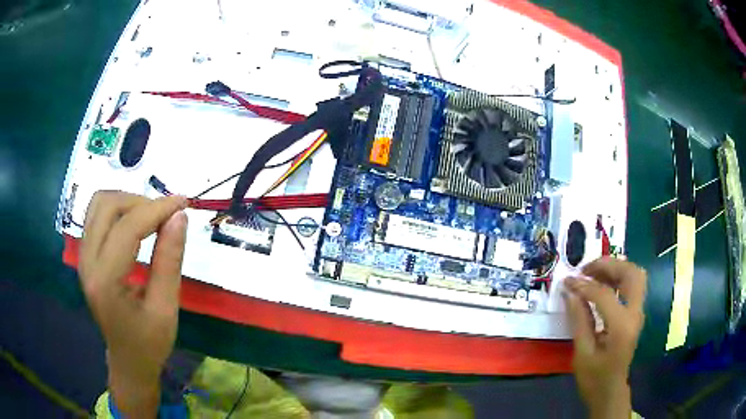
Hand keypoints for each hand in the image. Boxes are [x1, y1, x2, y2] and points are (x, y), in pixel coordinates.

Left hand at [78, 191, 187, 417]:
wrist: (128, 361)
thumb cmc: (149, 343)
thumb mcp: (166, 308)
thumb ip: (169, 260)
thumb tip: (180, 216)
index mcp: (105, 282)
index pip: (127, 228)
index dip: (156, 209)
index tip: (183, 203)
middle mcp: (87, 262)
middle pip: (106, 206)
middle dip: (139, 202)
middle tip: (166, 215)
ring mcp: (82, 257)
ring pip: (98, 204)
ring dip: (127, 202)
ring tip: (151, 217)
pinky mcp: (85, 256)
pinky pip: (96, 216)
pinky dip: (118, 211)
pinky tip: (135, 225)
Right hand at [564, 257, 646, 418]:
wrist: (610, 391)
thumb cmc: (594, 378)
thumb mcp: (582, 353)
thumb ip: (579, 320)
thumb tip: (569, 292)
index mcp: (621, 327)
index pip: (604, 295)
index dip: (584, 285)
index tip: (567, 281)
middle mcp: (635, 314)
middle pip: (631, 273)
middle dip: (608, 265)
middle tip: (586, 269)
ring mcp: (638, 312)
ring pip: (635, 274)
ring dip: (615, 268)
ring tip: (593, 273)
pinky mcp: (636, 313)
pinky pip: (632, 284)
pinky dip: (619, 277)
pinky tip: (602, 284)